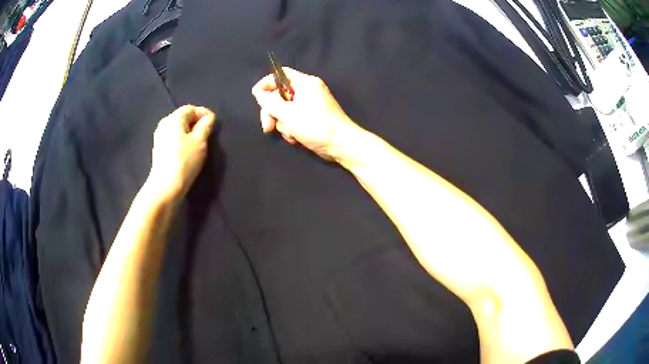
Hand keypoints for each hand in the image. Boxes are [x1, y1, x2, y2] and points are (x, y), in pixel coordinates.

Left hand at [148, 105, 215, 200]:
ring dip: (189, 131)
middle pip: (183, 117)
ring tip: (199, 142)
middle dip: (196, 122)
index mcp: (174, 118)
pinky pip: (172, 137)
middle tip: (207, 132)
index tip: (214, 123)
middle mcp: (164, 123)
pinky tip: (187, 150)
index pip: (191, 108)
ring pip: (177, 128)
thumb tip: (209, 117)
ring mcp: (159, 136)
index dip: (203, 113)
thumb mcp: (200, 141)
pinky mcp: (158, 148)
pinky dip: (181, 139)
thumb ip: (205, 126)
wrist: (165, 186)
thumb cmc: (184, 161)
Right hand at [252, 67, 360, 160]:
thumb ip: (271, 102)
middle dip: (272, 112)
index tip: (256, 96)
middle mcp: (307, 91)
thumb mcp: (289, 114)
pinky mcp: (311, 118)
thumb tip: (259, 93)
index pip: (280, 74)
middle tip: (268, 127)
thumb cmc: (316, 126)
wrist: (341, 145)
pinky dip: (291, 129)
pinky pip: (293, 119)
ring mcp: (309, 105)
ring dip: (283, 124)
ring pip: (285, 110)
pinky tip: (296, 138)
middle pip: (280, 95)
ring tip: (291, 133)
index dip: (266, 83)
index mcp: (305, 83)